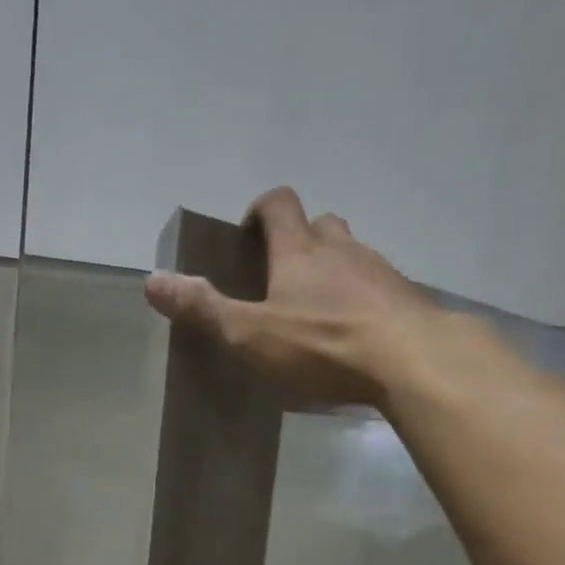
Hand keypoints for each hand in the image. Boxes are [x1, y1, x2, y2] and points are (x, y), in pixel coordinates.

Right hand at [143, 187, 451, 407]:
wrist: (412, 359)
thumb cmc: (324, 345)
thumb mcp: (252, 335)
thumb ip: (204, 309)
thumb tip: (152, 281)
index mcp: (300, 251)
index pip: (279, 204)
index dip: (261, 210)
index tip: (250, 232)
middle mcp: (342, 249)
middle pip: (321, 225)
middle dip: (301, 240)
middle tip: (285, 275)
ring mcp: (380, 272)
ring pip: (354, 255)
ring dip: (336, 270)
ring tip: (321, 310)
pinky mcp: (407, 299)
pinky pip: (380, 289)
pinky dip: (365, 301)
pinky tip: (359, 334)